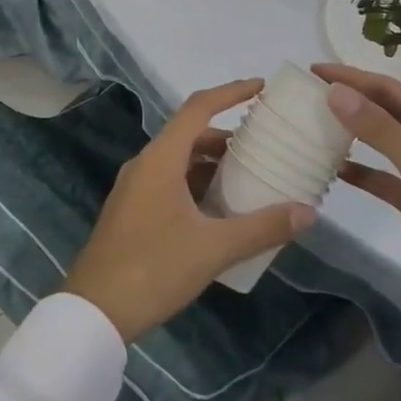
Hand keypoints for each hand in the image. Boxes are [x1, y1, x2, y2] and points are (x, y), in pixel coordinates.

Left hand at [62, 80, 315, 342]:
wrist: (93, 313)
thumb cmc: (153, 268)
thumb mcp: (213, 248)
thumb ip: (261, 227)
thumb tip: (307, 212)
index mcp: (161, 158)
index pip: (199, 107)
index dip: (231, 91)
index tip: (261, 87)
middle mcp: (145, 164)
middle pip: (190, 133)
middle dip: (227, 134)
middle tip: (263, 143)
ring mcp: (135, 188)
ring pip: (180, 160)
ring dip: (212, 162)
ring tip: (249, 176)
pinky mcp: (132, 211)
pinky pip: (170, 181)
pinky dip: (197, 183)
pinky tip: (220, 209)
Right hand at [314, 64, 400, 335]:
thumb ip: (378, 128)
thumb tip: (336, 92)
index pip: (389, 88)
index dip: (352, 77)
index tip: (315, 70)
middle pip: (386, 111)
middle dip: (352, 100)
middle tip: (311, 93)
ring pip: (383, 143)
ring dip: (354, 133)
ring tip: (318, 124)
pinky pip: (383, 178)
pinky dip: (362, 173)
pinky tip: (336, 170)